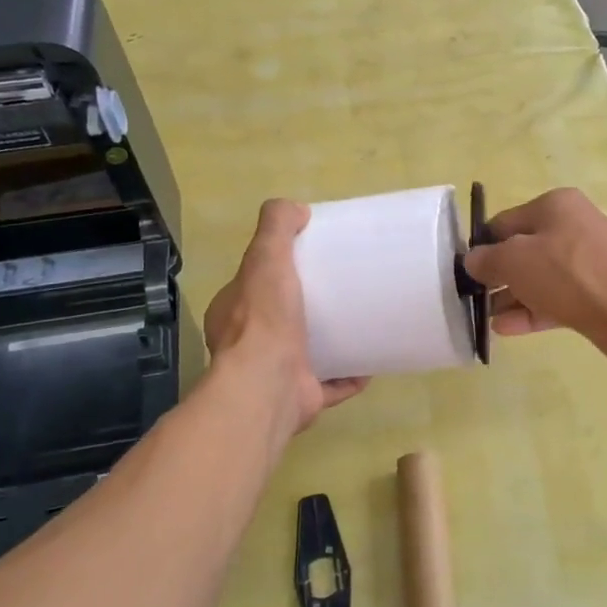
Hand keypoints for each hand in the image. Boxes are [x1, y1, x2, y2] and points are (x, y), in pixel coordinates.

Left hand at [203, 200, 367, 431]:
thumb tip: (297, 208)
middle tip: (343, 291)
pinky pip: (331, 385)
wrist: (268, 387)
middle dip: (309, 308)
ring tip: (362, 324)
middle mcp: (249, 345)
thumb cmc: (264, 320)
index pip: (254, 285)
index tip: (311, 261)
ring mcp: (275, 375)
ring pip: (306, 354)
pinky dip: (350, 376)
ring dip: (331, 343)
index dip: (278, 271)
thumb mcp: (265, 259)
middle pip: (282, 320)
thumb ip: (276, 228)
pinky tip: (372, 363)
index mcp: (234, 314)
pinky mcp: (301, 398)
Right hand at [460, 188, 606, 370]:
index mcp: (554, 206)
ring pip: (538, 279)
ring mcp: (586, 264)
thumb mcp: (517, 260)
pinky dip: (531, 312)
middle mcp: (571, 228)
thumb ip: (488, 259)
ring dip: (511, 298)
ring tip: (485, 320)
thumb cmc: (572, 274)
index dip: (482, 247)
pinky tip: (506, 330)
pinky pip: (554, 301)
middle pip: (522, 251)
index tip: (464, 274)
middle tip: (472, 300)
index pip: (504, 223)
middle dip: (496, 276)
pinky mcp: (595, 296)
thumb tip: (473, 261)